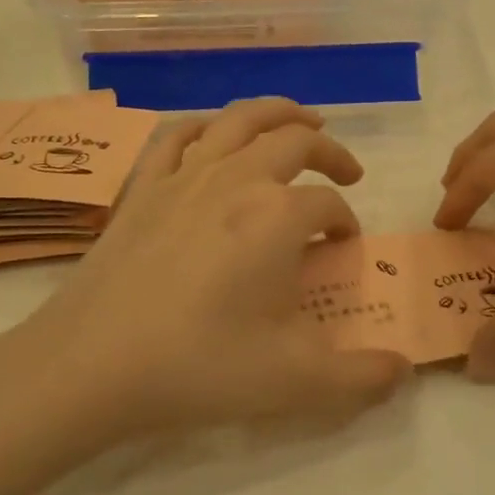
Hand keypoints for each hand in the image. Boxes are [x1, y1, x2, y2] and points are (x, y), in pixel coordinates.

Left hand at [0, 98, 410, 450]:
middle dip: (329, 151)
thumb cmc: (199, 365)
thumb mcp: (294, 381)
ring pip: (240, 119)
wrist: (91, 364)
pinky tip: (214, 135)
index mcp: (278, 216)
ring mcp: (184, 177)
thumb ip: (360, 377)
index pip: (328, 203)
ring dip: (278, 112)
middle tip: (346, 169)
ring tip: (300, 119)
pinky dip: (206, 126)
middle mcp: (237, 180)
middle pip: (294, 141)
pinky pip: (178, 136)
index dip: (345, 220)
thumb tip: (402, 371)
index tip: (344, 245)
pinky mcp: (142, 187)